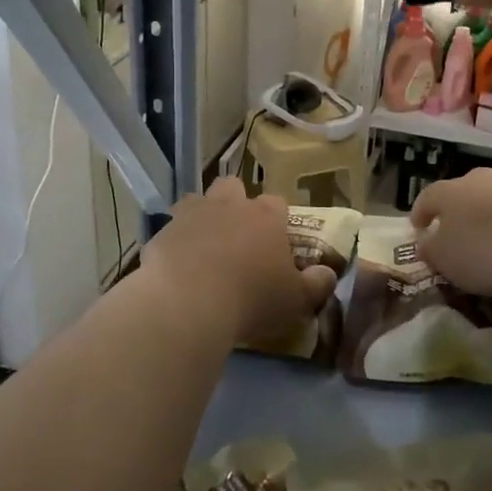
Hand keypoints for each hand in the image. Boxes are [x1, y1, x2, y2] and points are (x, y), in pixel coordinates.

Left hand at [141, 177, 337, 348]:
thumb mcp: (295, 300)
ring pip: (198, 200)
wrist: (187, 303)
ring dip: (202, 216)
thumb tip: (328, 273)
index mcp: (266, 216)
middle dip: (235, 204)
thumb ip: (316, 284)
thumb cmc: (251, 298)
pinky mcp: (162, 231)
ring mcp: (192, 214)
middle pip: (234, 188)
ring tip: (204, 246)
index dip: (276, 220)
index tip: (275, 242)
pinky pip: (170, 230)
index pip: (277, 204)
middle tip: (237, 236)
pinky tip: (176, 267)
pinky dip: (175, 242)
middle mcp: (230, 205)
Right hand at [410, 169, 491, 296]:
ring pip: (488, 200)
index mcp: (448, 190)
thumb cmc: (484, 251)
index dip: (420, 214)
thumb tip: (425, 242)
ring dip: (483, 216)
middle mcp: (477, 179)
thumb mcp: (445, 258)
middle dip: (454, 212)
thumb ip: (430, 249)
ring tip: (485, 240)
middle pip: (459, 194)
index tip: (418, 228)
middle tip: (452, 233)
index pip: (427, 198)